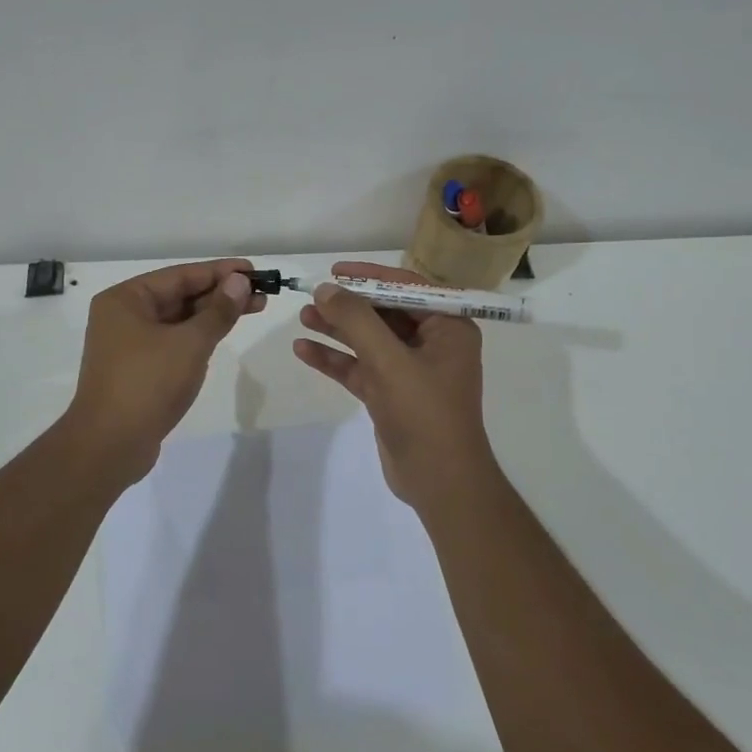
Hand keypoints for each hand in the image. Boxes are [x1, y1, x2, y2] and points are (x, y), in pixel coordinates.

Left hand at [64, 258, 264, 481]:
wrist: (110, 445)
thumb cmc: (147, 384)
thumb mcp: (190, 343)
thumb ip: (218, 311)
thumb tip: (239, 281)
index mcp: (125, 299)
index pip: (180, 275)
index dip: (220, 271)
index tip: (254, 271)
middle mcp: (123, 316)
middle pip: (179, 295)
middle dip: (220, 294)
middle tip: (261, 293)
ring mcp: (128, 344)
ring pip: (178, 320)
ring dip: (213, 315)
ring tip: (253, 309)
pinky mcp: (138, 369)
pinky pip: (173, 342)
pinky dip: (198, 336)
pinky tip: (222, 333)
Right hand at [291, 261, 498, 507]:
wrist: (439, 481)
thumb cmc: (424, 412)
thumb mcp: (388, 360)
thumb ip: (356, 320)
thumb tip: (325, 289)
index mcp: (448, 327)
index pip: (407, 288)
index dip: (370, 276)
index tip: (335, 271)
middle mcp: (433, 344)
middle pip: (384, 313)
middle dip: (348, 305)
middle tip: (312, 296)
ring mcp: (410, 371)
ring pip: (369, 340)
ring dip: (337, 330)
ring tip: (303, 317)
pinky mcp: (391, 395)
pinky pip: (361, 368)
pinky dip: (335, 359)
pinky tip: (304, 350)